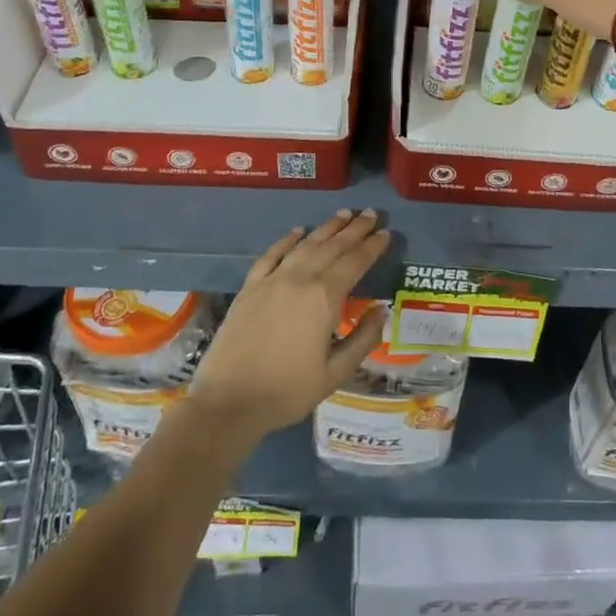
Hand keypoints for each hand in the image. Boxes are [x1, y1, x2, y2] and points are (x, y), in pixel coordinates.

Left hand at [186, 211, 390, 437]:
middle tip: (371, 214)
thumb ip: (362, 340)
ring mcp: (272, 280)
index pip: (355, 262)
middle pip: (332, 246)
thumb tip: (380, 311)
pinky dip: (286, 240)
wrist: (229, 401)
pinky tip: (297, 231)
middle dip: (354, 229)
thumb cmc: (287, 391)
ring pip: (305, 245)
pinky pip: (271, 255)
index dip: (372, 247)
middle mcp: (300, 279)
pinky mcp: (249, 287)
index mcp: (325, 298)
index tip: (386, 233)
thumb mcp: (335, 374)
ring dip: (326, 228)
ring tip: (344, 214)